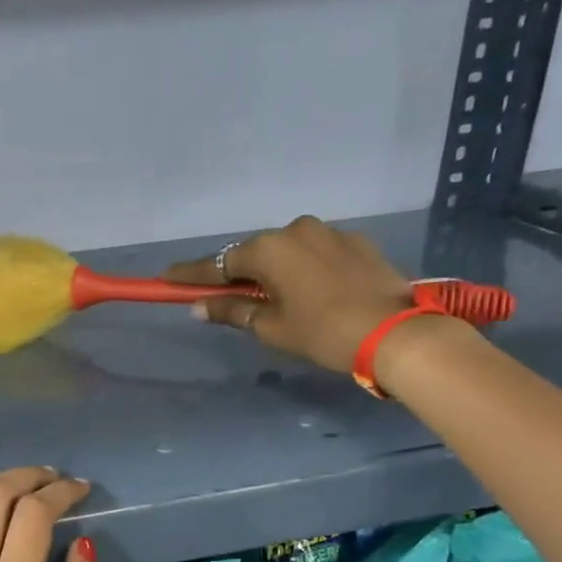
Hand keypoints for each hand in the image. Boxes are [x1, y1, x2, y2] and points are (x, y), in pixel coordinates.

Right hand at [166, 216, 416, 376]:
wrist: (396, 332)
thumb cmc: (322, 332)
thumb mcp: (271, 327)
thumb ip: (232, 311)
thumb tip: (199, 307)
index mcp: (269, 248)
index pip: (218, 264)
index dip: (191, 275)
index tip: (166, 278)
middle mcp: (296, 229)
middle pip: (253, 253)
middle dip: (236, 274)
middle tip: (222, 296)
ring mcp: (329, 232)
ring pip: (286, 251)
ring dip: (272, 271)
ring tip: (271, 298)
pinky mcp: (356, 242)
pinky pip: (315, 254)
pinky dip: (302, 270)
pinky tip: (308, 292)